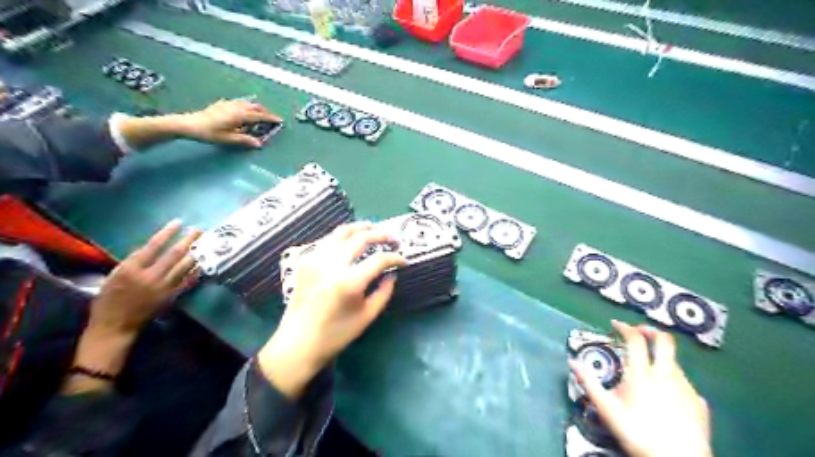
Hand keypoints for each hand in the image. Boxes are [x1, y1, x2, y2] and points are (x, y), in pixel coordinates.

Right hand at [87, 217, 202, 335]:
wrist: (115, 325)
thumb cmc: (109, 299)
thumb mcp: (115, 275)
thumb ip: (134, 261)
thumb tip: (154, 247)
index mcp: (131, 269)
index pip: (153, 246)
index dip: (167, 233)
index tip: (178, 223)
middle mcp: (150, 276)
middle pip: (174, 254)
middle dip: (188, 240)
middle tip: (198, 230)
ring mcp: (164, 286)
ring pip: (185, 266)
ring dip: (196, 253)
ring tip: (204, 243)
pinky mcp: (172, 296)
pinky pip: (188, 280)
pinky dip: (196, 270)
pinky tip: (202, 262)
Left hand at [177, 97, 281, 145]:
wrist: (189, 124)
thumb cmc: (209, 133)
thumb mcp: (228, 139)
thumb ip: (245, 140)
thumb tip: (259, 144)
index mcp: (240, 115)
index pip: (259, 116)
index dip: (270, 118)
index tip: (279, 120)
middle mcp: (236, 107)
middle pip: (255, 107)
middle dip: (265, 111)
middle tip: (271, 118)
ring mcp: (228, 104)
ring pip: (247, 103)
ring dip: (255, 107)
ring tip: (259, 113)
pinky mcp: (221, 104)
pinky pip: (238, 102)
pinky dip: (245, 105)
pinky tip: (242, 108)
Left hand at [258, 222, 403, 397]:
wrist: (298, 343)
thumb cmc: (336, 334)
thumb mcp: (367, 316)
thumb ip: (384, 292)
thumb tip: (392, 274)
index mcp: (349, 281)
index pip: (379, 259)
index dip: (395, 257)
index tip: (403, 260)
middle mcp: (331, 264)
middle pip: (361, 237)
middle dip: (381, 235)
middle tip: (393, 239)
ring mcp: (316, 259)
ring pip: (341, 232)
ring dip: (360, 228)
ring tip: (374, 228)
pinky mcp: (306, 261)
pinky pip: (327, 240)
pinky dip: (343, 236)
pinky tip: (351, 241)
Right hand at [572, 321, 713, 456]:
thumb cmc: (637, 433)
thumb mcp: (606, 408)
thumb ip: (588, 382)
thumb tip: (572, 362)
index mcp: (641, 373)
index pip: (635, 339)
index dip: (625, 327)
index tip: (616, 324)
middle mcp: (666, 375)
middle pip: (664, 341)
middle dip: (650, 330)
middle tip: (638, 331)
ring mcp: (686, 387)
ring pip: (674, 361)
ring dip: (660, 356)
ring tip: (648, 365)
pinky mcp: (699, 402)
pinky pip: (684, 381)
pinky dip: (671, 376)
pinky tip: (665, 390)